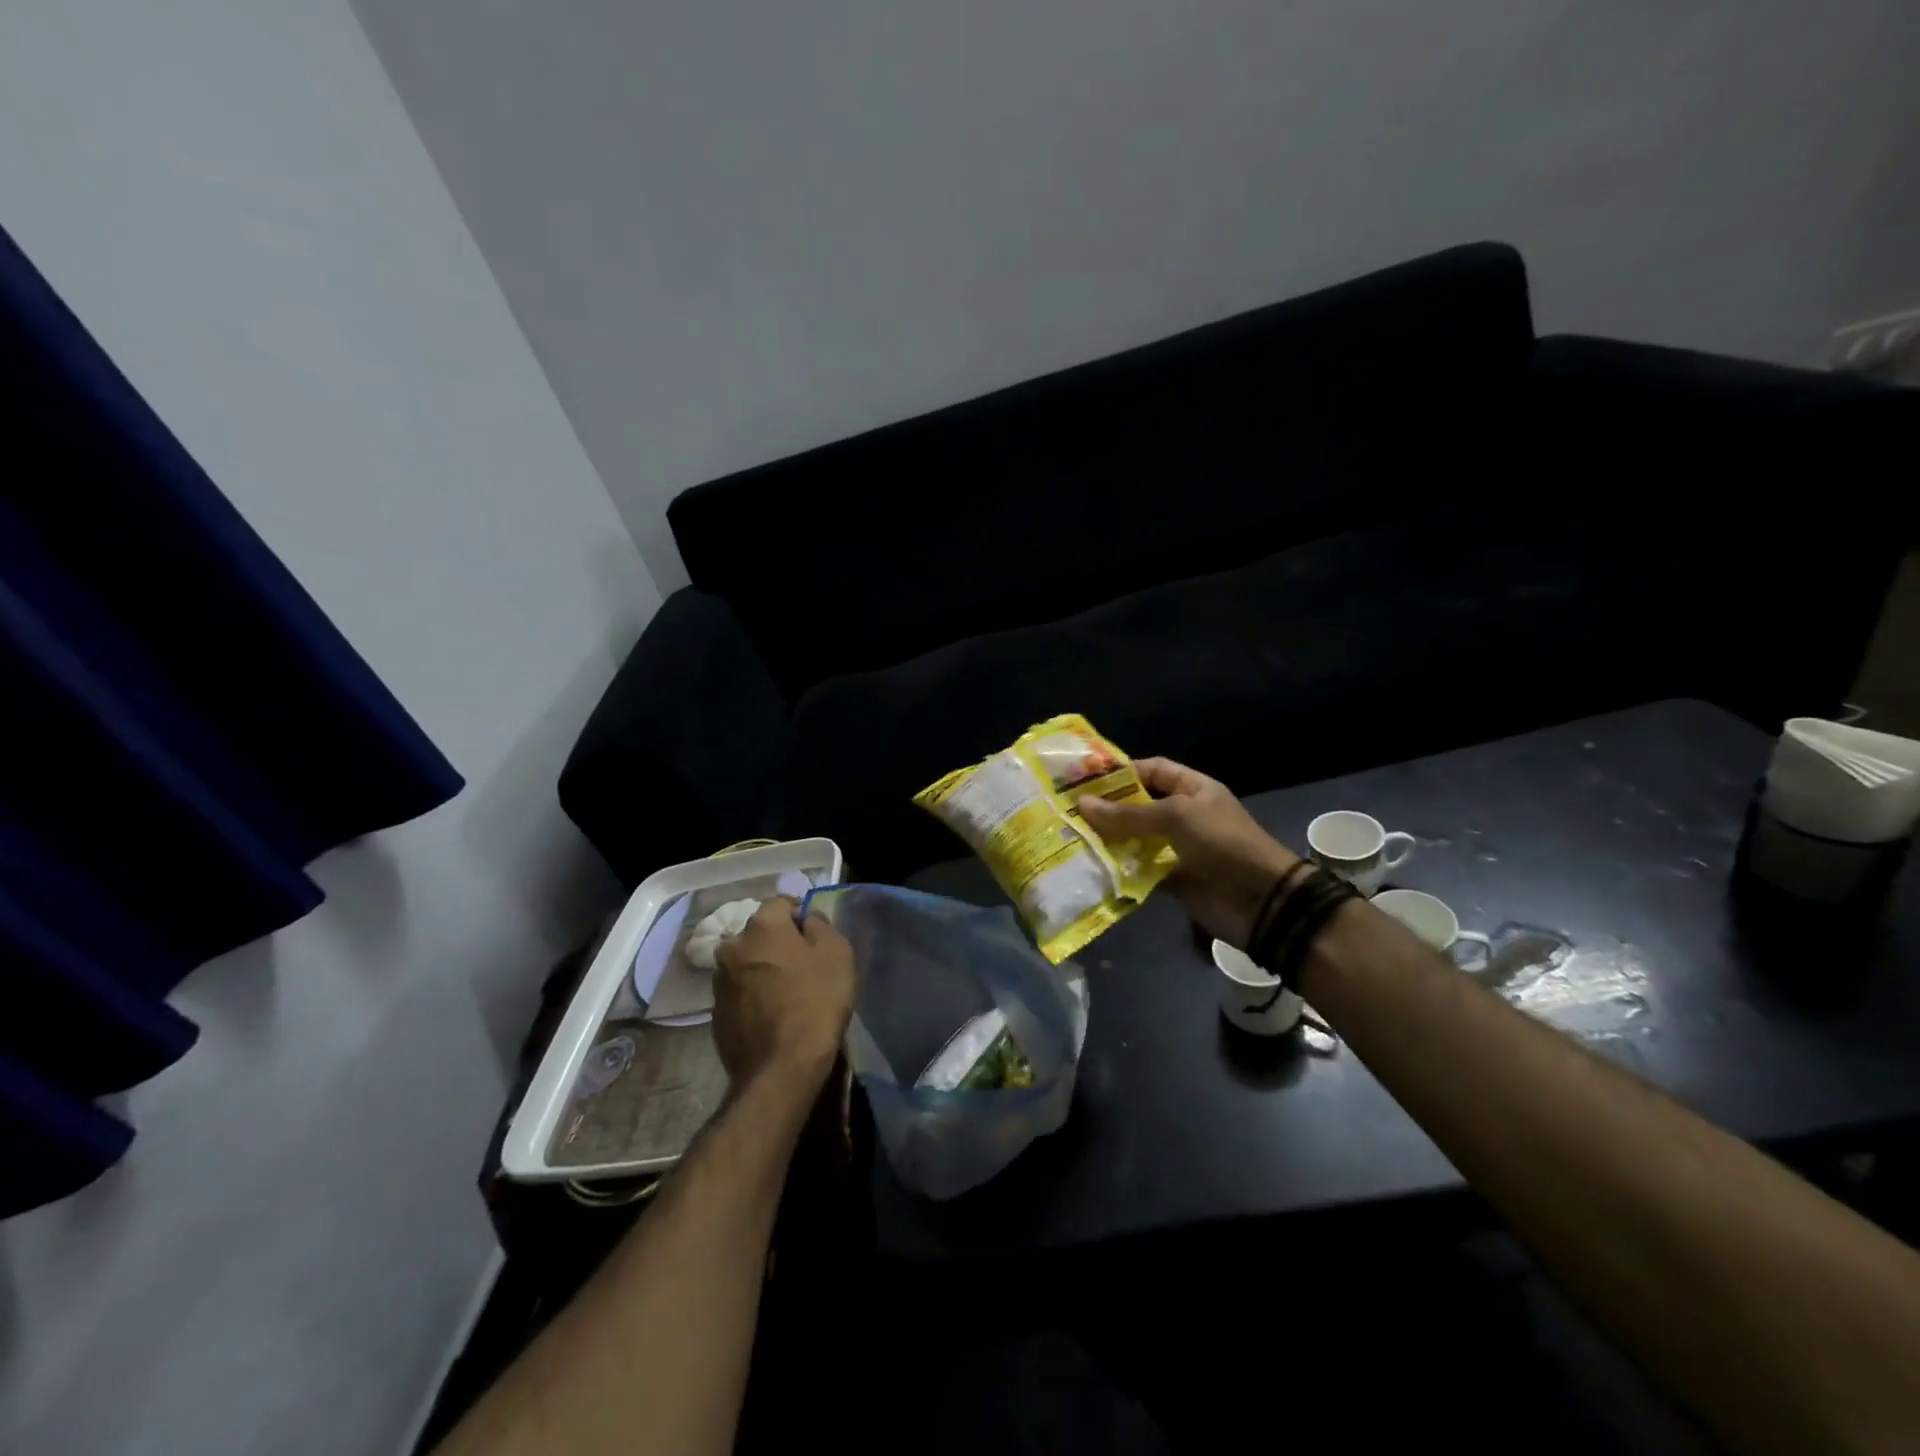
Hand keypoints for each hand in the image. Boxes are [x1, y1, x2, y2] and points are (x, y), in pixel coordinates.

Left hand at [713, 897, 855, 1095]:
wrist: (781, 1067)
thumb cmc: (816, 1000)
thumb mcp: (836, 953)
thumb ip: (820, 926)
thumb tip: (807, 920)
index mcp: (761, 925)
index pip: (781, 903)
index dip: (800, 915)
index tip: (816, 935)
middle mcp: (733, 946)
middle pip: (760, 934)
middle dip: (779, 943)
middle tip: (804, 964)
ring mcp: (719, 982)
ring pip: (747, 964)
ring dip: (763, 970)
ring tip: (787, 992)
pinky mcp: (715, 1015)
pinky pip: (740, 993)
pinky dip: (754, 996)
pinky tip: (773, 1015)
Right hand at [1078, 757, 1300, 947]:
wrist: (1261, 901)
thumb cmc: (1222, 844)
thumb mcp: (1175, 818)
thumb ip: (1128, 814)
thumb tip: (1082, 804)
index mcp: (1193, 789)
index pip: (1153, 770)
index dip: (1123, 772)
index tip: (1086, 779)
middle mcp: (1184, 815)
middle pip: (1139, 806)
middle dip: (1108, 809)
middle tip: (1069, 811)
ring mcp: (1178, 848)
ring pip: (1136, 839)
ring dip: (1110, 840)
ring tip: (1073, 838)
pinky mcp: (1172, 879)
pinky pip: (1140, 870)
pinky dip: (1120, 870)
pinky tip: (1092, 868)